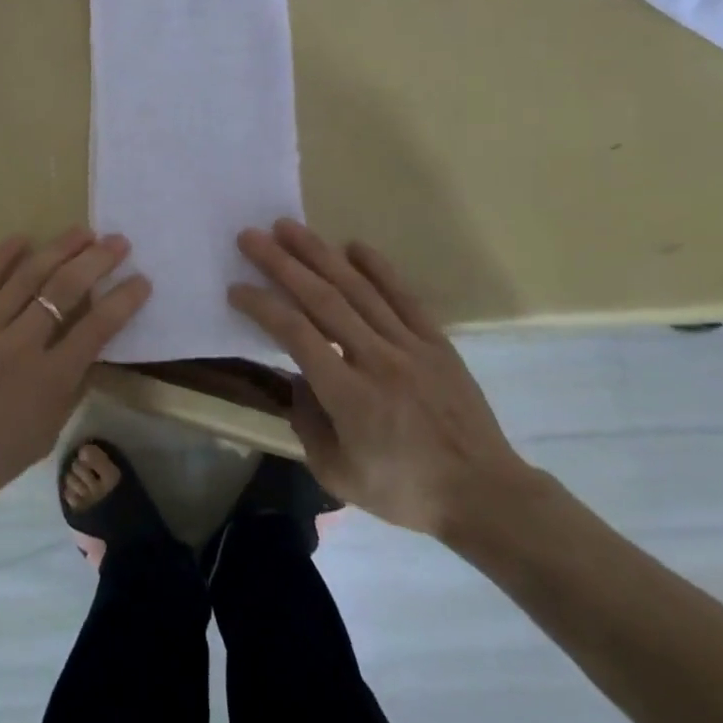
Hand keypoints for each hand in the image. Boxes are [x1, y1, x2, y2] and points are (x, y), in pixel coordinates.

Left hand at [0, 227, 151, 510]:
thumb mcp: (46, 433)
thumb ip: (71, 388)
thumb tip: (90, 350)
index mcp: (49, 379)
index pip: (98, 328)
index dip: (124, 300)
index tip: (142, 279)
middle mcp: (20, 345)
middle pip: (65, 290)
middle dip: (96, 261)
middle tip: (117, 241)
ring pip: (26, 277)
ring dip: (59, 249)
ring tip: (82, 232)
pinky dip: (0, 256)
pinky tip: (22, 237)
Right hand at [229, 219, 535, 538]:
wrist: (485, 495)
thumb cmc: (406, 490)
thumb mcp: (339, 475)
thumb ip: (307, 424)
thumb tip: (295, 381)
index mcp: (349, 396)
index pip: (296, 335)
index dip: (263, 307)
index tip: (236, 288)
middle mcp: (376, 359)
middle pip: (322, 300)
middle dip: (282, 264)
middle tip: (251, 237)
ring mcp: (409, 346)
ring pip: (358, 289)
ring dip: (319, 254)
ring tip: (289, 227)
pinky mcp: (435, 342)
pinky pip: (404, 296)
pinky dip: (378, 268)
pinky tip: (353, 245)